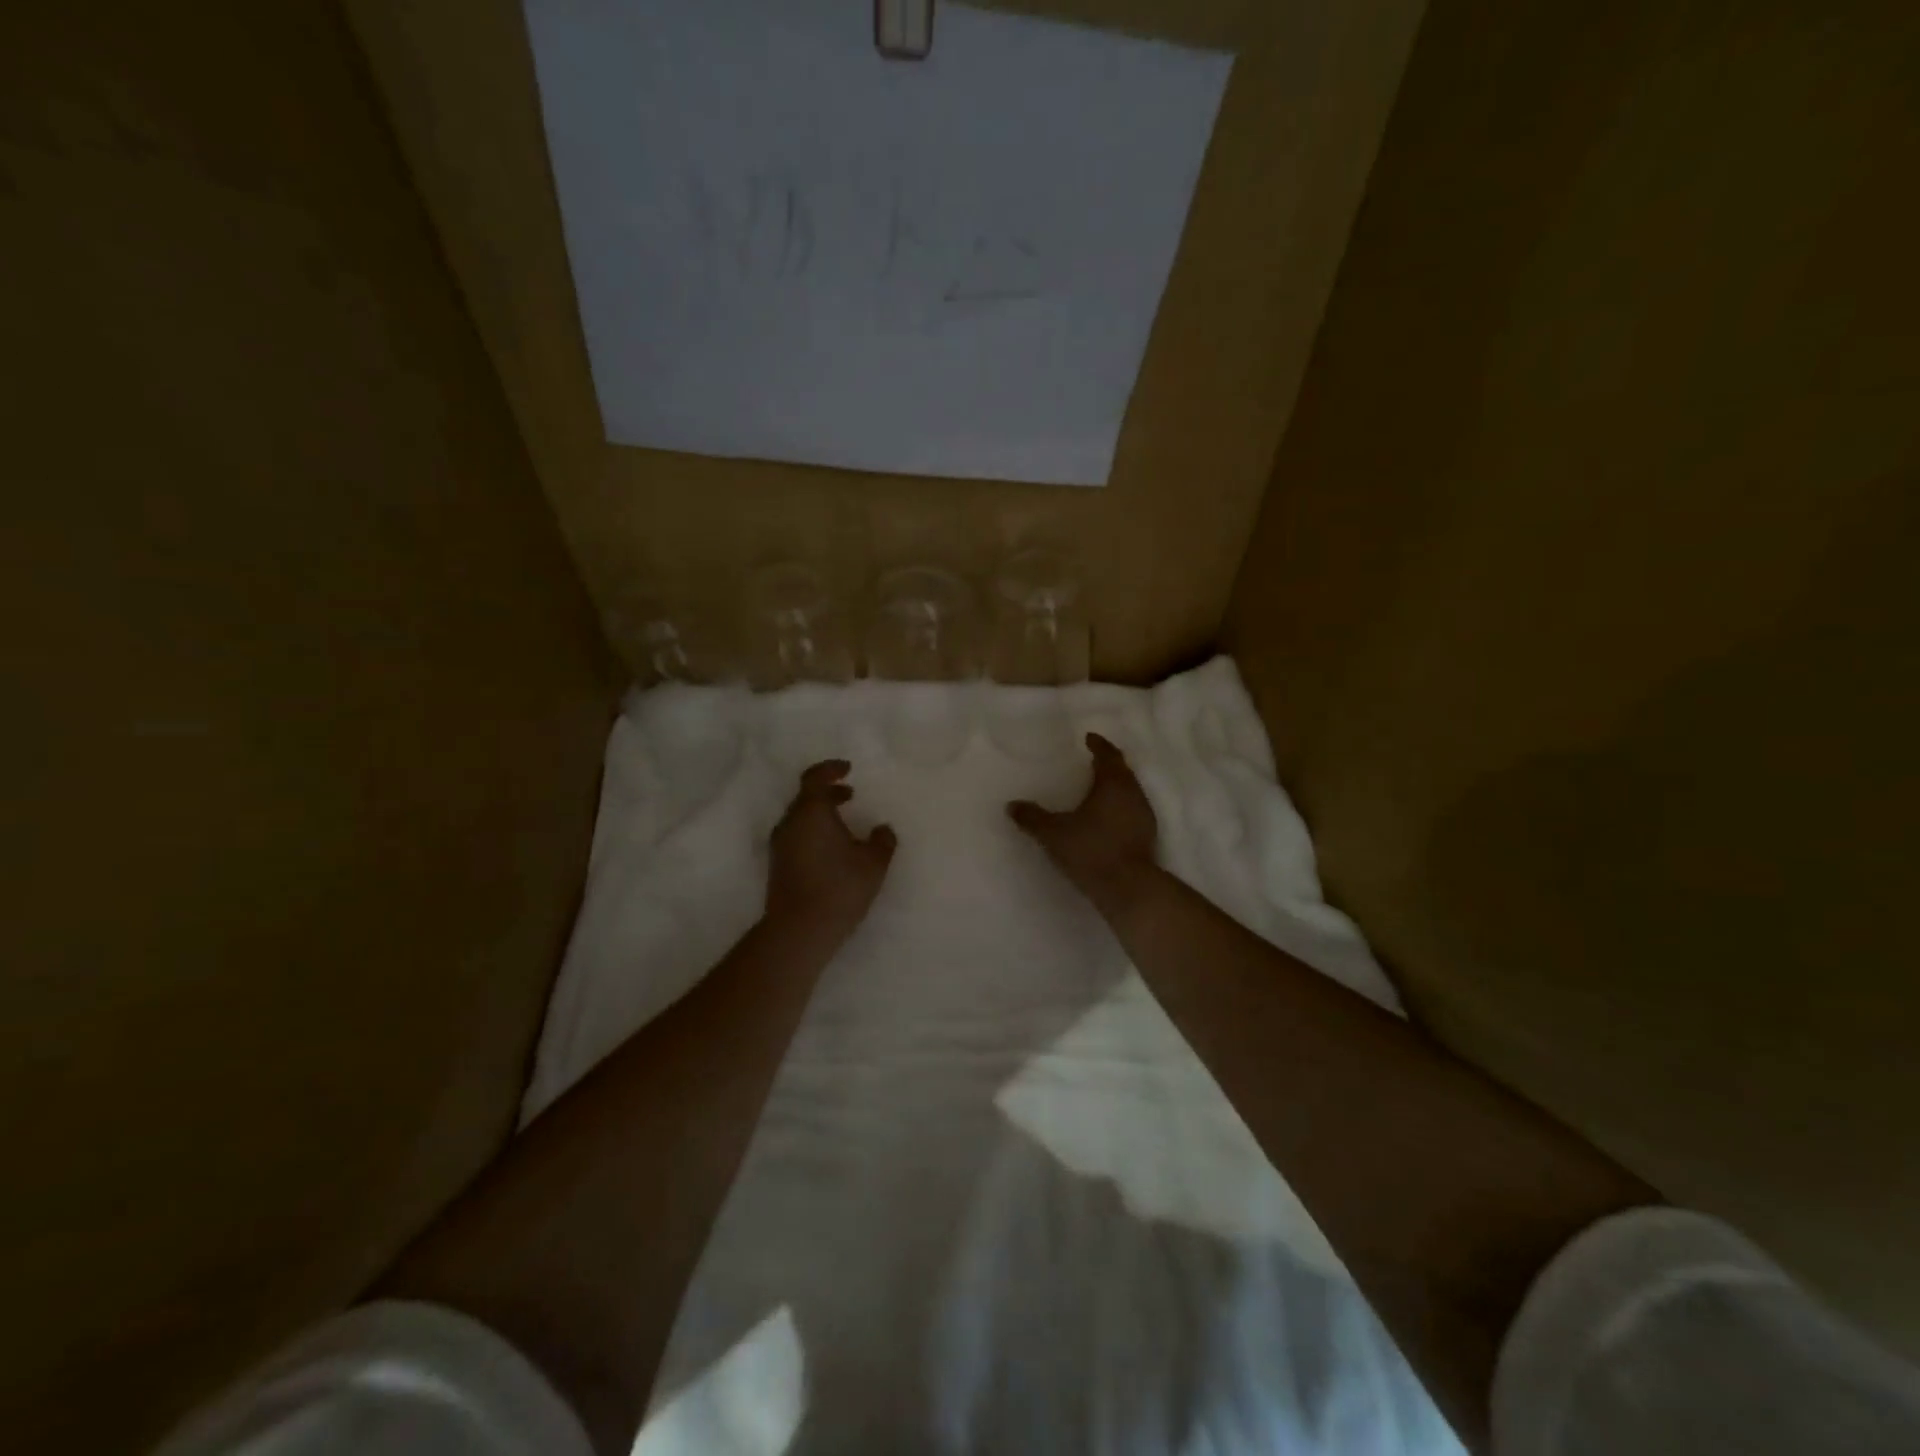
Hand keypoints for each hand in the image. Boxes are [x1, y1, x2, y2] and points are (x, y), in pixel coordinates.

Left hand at [766, 760, 896, 946]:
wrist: (798, 930)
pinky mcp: (778, 865)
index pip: (815, 777)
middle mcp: (790, 823)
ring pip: (800, 818)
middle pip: (806, 797)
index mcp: (811, 811)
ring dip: (820, 814)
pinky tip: (832, 850)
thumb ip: (882, 841)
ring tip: (844, 824)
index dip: (831, 769)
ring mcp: (780, 845)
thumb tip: (882, 829)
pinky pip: (796, 836)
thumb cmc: (839, 888)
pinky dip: (813, 832)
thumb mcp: (873, 863)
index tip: (847, 769)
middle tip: (850, 795)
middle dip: (828, 793)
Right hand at [1008, 733, 1159, 918]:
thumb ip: (1032, 818)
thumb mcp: (1053, 833)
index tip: (1089, 738)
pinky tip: (1107, 818)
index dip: (1099, 745)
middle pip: (1123, 771)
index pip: (1108, 755)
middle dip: (1108, 763)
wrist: (1128, 888)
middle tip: (1093, 760)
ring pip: (1130, 791)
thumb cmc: (1090, 850)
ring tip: (1098, 788)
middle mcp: (1133, 794)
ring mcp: (1144, 816)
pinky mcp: (1147, 837)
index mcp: (1113, 784)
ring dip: (1116, 786)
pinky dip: (1120, 806)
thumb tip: (1011, 805)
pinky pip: (1132, 810)